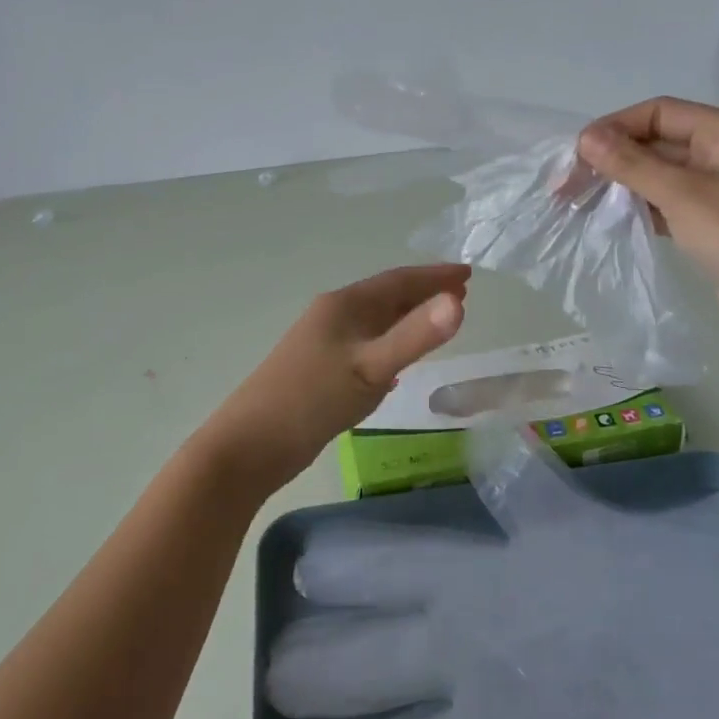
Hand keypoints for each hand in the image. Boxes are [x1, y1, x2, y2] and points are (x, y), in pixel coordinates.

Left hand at [204, 264, 468, 490]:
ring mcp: (324, 342)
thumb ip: (415, 337)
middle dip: (424, 294)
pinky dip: (389, 345)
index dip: (434, 276)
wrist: (251, 445)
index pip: (398, 280)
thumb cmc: (313, 400)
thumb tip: (458, 302)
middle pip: (387, 297)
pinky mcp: (320, 369)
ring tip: (438, 323)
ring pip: (375, 322)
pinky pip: (365, 346)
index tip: (468, 273)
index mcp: (344, 305)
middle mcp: (334, 315)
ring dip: (408, 319)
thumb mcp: (371, 369)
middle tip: (462, 294)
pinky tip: (397, 367)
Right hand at [575, 99, 718, 367]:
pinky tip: (614, 221)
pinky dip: (642, 208)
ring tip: (581, 204)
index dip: (614, 127)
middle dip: (613, 159)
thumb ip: (632, 165)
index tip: (575, 157)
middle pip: (658, 142)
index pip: (659, 112)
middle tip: (567, 187)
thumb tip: (585, 137)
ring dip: (623, 185)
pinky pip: (672, 205)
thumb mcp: (685, 197)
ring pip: (662, 176)